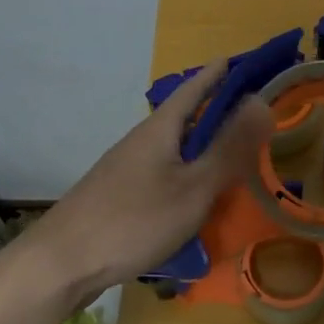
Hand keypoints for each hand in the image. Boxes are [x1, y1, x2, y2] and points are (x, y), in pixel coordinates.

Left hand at [25, 63, 274, 301]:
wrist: (62, 263)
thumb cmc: (134, 220)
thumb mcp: (193, 186)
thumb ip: (229, 148)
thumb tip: (261, 101)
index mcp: (160, 130)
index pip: (193, 89)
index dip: (216, 74)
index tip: (239, 60)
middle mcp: (141, 141)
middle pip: (183, 118)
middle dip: (214, 112)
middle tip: (249, 113)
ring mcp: (127, 169)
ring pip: (173, 149)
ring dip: (201, 146)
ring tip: (231, 156)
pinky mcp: (120, 196)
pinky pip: (163, 173)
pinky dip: (186, 174)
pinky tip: (196, 197)